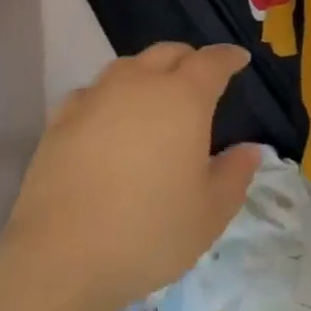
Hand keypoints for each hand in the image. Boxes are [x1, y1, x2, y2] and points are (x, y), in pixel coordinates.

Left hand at [2, 43, 261, 310]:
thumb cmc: (149, 232)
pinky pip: (93, 91)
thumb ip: (235, 174)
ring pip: (128, 66)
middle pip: (168, 53)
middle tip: (200, 79)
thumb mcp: (210, 213)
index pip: (212, 61)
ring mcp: (96, 97)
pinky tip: (109, 118)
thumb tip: (249, 149)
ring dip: (148, 72)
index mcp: (184, 99)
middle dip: (189, 59)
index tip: (239, 59)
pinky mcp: (61, 119)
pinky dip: (110, 95)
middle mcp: (139, 84)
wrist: (61, 257)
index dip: (229, 57)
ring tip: (155, 95)